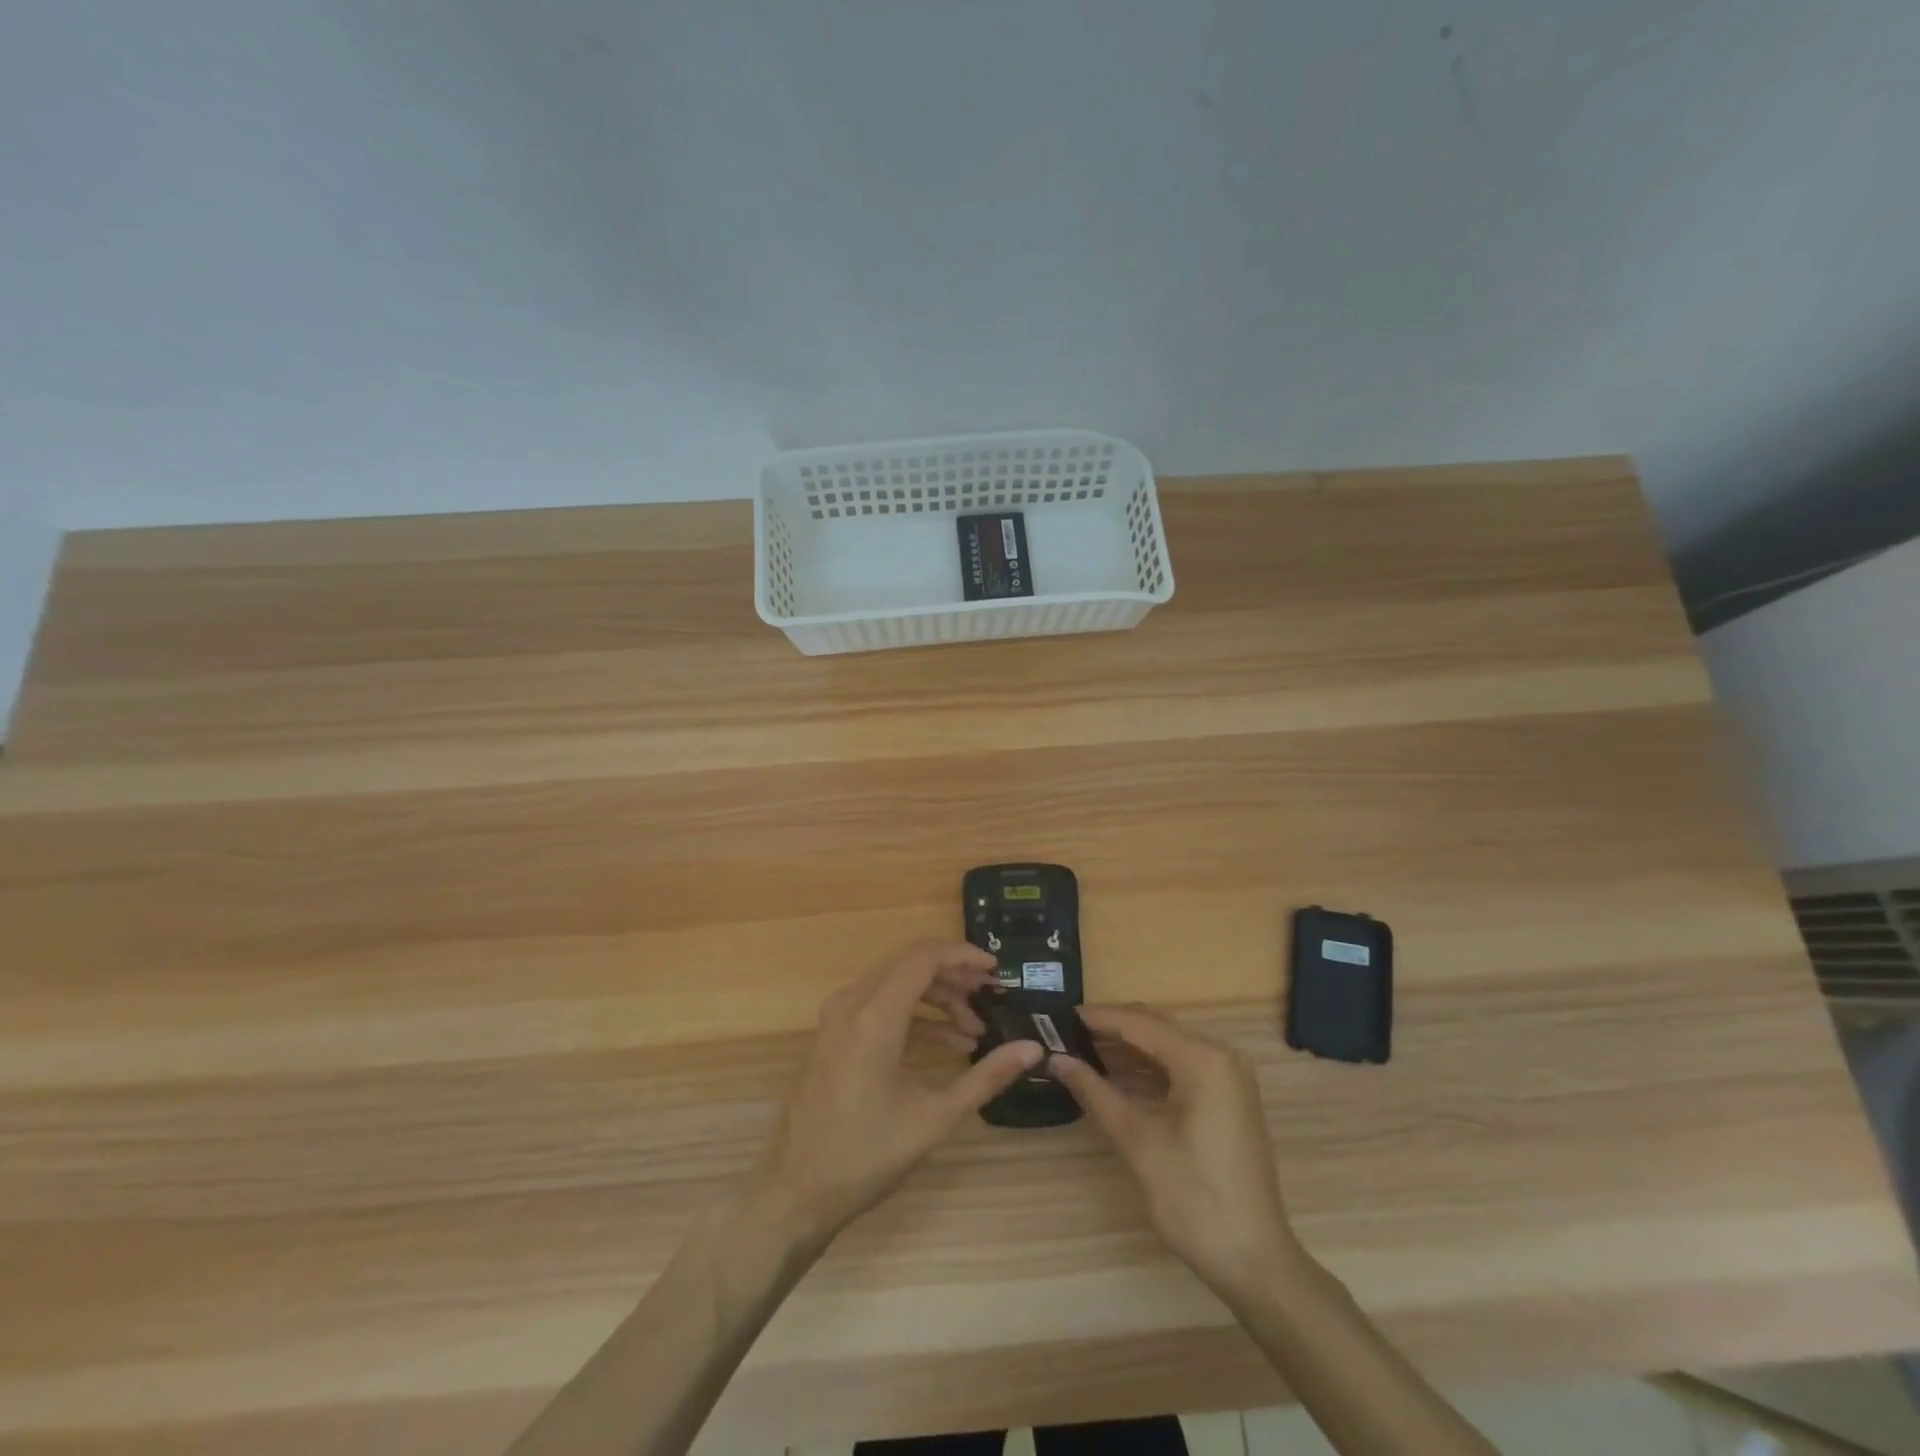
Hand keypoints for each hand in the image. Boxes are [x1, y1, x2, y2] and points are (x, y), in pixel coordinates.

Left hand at [752, 942, 1044, 1246]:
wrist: (796, 1192)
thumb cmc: (867, 1155)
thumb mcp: (935, 1118)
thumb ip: (986, 1077)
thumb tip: (1033, 1050)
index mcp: (875, 1016)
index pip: (924, 958)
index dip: (963, 955)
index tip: (996, 970)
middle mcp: (852, 1004)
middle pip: (910, 965)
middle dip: (954, 976)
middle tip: (990, 997)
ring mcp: (838, 1018)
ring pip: (896, 983)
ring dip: (936, 998)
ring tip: (974, 1029)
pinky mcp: (834, 1034)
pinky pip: (879, 1004)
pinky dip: (914, 1015)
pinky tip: (946, 1045)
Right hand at [1049, 1005, 1301, 1293]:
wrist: (1253, 1260)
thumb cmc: (1192, 1198)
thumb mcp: (1136, 1141)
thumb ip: (1094, 1091)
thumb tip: (1056, 1059)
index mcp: (1202, 1059)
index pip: (1139, 1023)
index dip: (1096, 1018)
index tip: (1058, 1017)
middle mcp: (1221, 1055)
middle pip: (1155, 1027)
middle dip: (1111, 1028)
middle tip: (1066, 1032)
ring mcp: (1230, 1076)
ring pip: (1168, 1044)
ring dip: (1128, 1046)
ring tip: (1082, 1049)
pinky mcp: (1229, 1097)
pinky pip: (1182, 1065)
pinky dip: (1149, 1066)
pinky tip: (1117, 1074)